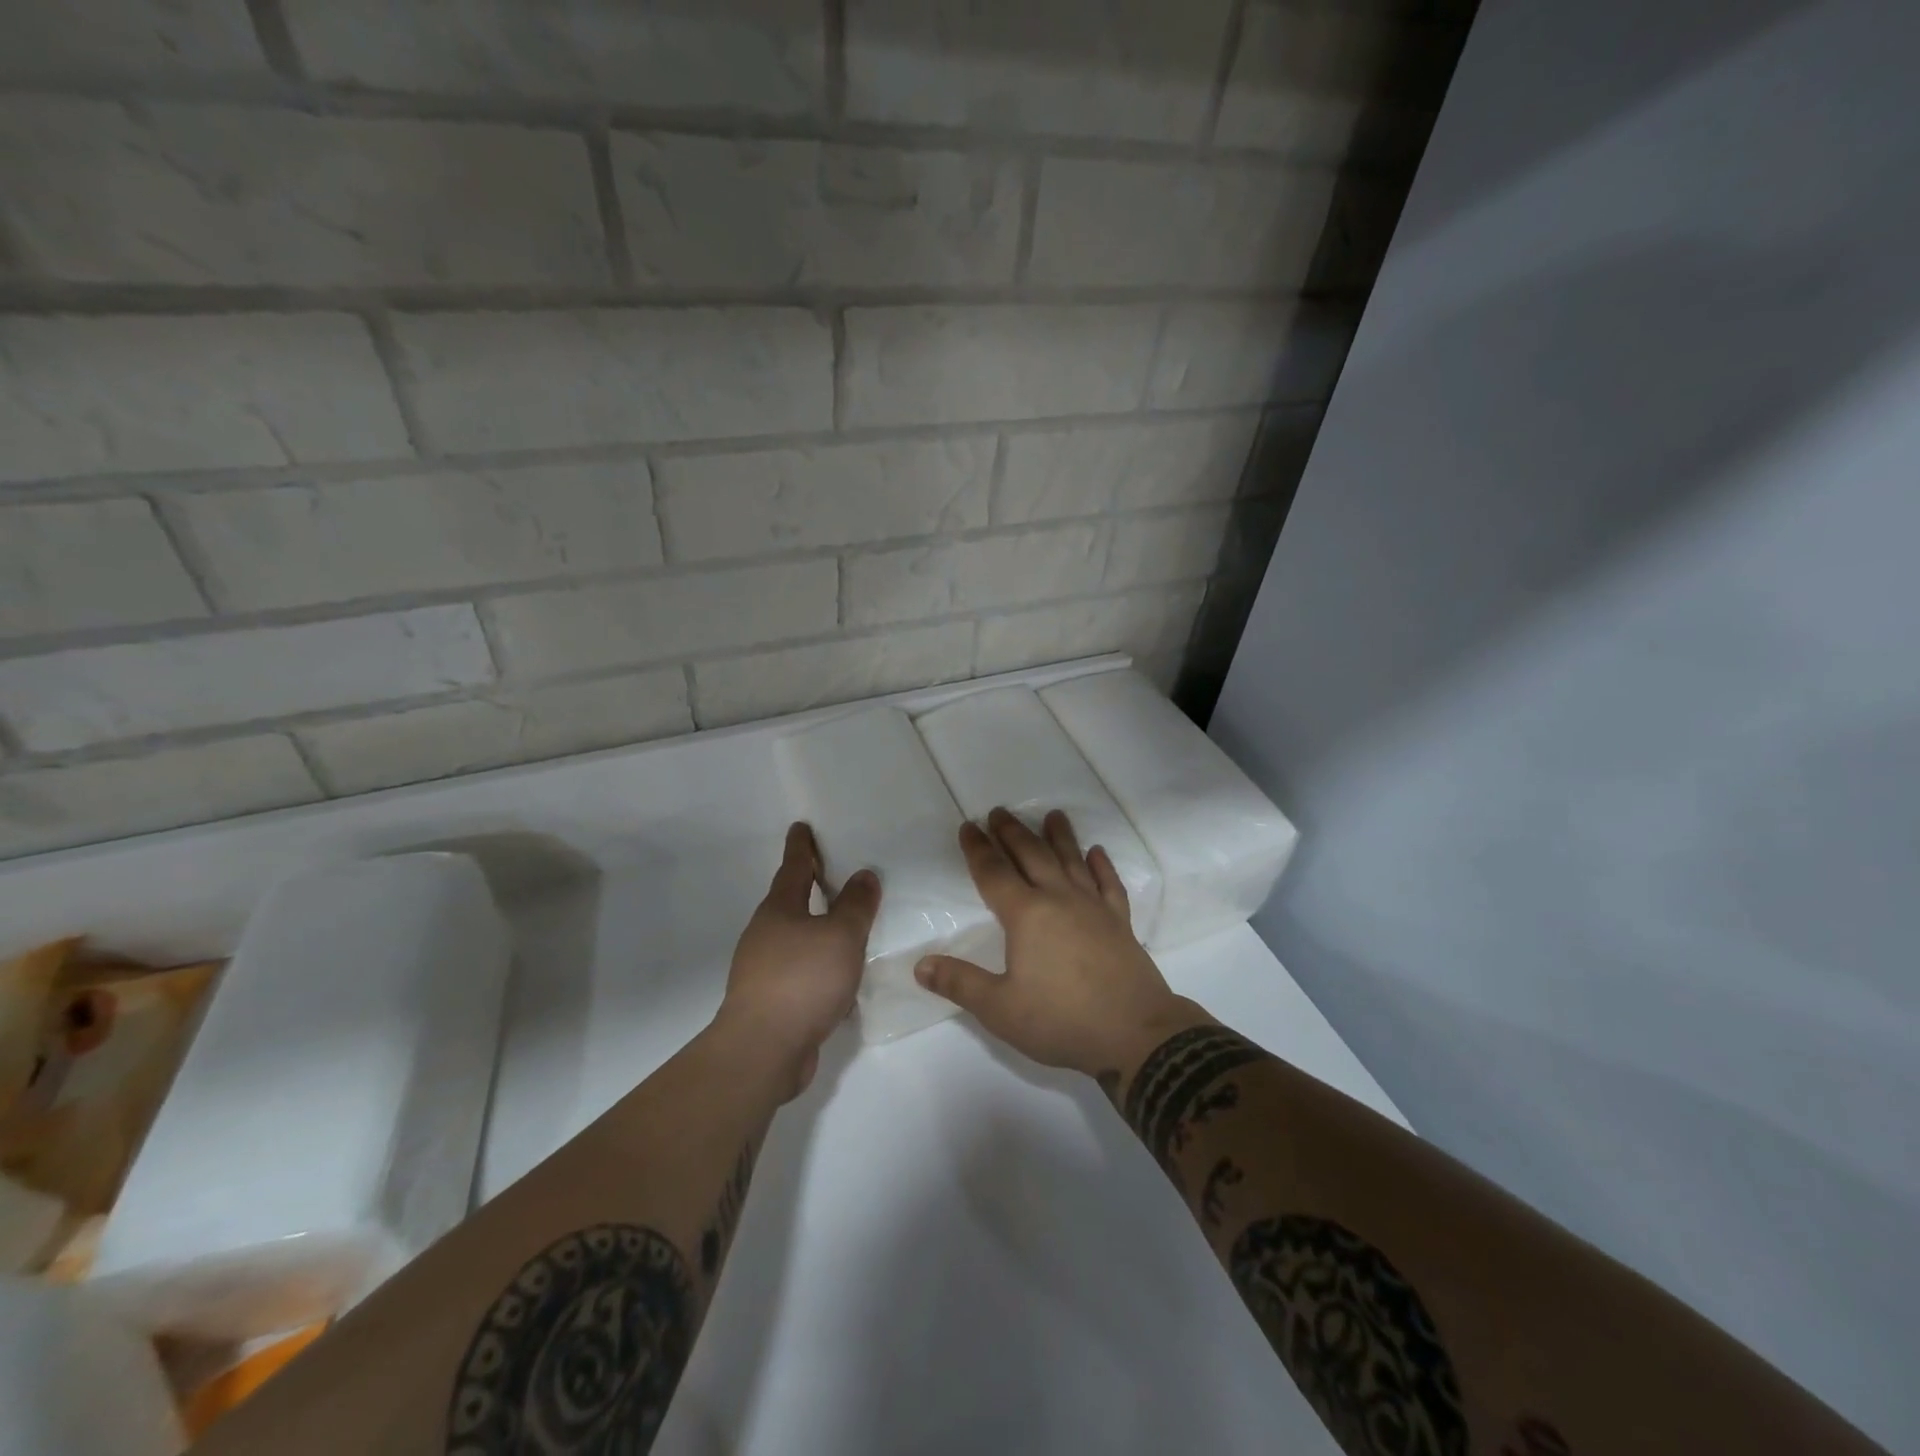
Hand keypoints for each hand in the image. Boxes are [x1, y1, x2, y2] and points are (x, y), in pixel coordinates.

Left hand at [717, 822, 880, 1099]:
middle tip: (831, 872)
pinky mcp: (770, 1000)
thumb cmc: (803, 979)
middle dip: (808, 886)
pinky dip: (817, 964)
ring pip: (794, 938)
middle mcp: (766, 934)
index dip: (802, 847)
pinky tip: (838, 977)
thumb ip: (856, 905)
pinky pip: (799, 971)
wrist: (763, 1049)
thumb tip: (864, 875)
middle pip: (789, 901)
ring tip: (843, 925)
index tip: (801, 826)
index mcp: (779, 910)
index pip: (794, 868)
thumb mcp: (841, 936)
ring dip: (815, 928)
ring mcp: (763, 969)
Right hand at [914, 809, 1201, 1084]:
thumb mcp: (1000, 1009)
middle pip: (1032, 855)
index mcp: (1026, 915)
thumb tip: (920, 965)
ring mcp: (1094, 907)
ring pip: (1072, 861)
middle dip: (1012, 832)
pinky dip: (1102, 865)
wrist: (1135, 1034)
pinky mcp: (1120, 922)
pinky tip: (1098, 853)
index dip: (978, 849)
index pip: (994, 873)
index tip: (969, 825)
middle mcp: (1059, 899)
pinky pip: (1109, 884)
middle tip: (999, 811)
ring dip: (1059, 836)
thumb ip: (960, 984)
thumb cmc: (1061, 1020)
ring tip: (1052, 815)